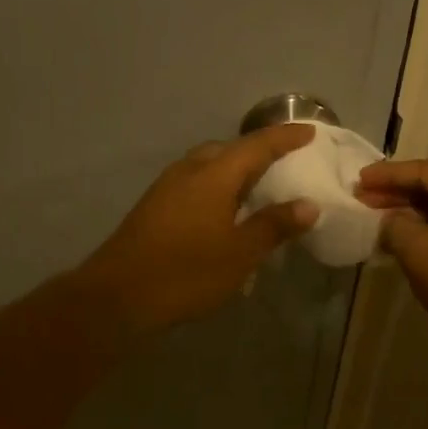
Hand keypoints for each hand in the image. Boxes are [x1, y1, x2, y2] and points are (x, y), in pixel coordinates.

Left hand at [76, 124, 320, 334]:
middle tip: (283, 163)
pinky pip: (193, 183)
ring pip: (207, 165)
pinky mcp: (153, 206)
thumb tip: (307, 205)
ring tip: (256, 188)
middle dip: (256, 152)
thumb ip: (274, 226)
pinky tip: (222, 212)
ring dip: (233, 170)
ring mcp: (166, 187)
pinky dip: (215, 186)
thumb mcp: (240, 254)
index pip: (257, 145)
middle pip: (228, 150)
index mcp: (214, 175)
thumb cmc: (186, 273)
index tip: (309, 131)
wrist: (118, 296)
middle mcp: (189, 171)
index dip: (285, 137)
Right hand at [357, 159, 427, 362]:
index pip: (427, 171)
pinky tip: (404, 237)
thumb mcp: (418, 251)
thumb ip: (396, 225)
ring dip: (412, 211)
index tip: (359, 181)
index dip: (388, 175)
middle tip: (364, 199)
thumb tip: (391, 220)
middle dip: (399, 192)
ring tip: (379, 218)